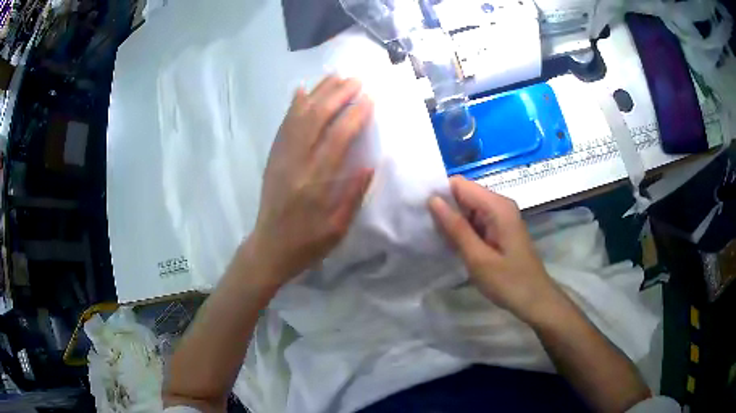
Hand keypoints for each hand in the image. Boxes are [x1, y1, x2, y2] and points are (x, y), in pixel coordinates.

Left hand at [248, 76, 373, 285]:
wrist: (269, 247)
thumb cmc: (307, 243)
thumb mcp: (337, 229)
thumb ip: (353, 195)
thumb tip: (370, 164)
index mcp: (316, 183)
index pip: (337, 138)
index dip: (354, 115)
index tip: (369, 99)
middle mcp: (296, 163)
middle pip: (316, 119)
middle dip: (337, 95)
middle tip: (356, 80)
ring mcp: (281, 158)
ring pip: (298, 117)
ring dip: (317, 93)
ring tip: (335, 76)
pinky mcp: (273, 158)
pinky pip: (282, 126)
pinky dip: (292, 106)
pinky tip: (301, 90)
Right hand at [428, 176, 563, 322]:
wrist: (535, 300)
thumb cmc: (508, 282)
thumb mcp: (478, 258)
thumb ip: (456, 228)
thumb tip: (432, 200)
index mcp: (497, 206)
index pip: (460, 184)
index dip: (439, 193)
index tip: (419, 210)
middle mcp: (500, 205)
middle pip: (464, 195)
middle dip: (444, 208)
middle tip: (422, 228)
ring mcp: (500, 217)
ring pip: (468, 209)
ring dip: (451, 221)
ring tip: (432, 237)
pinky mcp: (499, 230)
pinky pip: (475, 221)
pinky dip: (462, 230)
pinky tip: (450, 244)